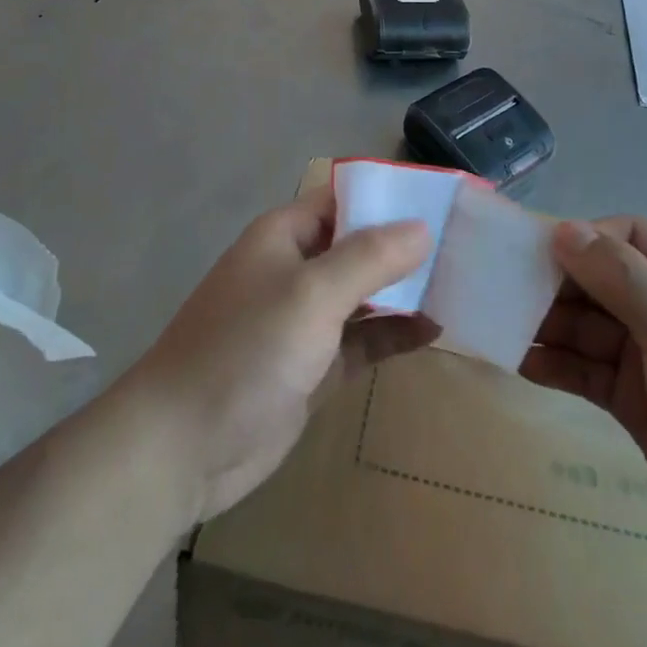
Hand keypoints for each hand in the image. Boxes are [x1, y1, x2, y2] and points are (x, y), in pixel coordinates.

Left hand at [126, 181, 435, 522]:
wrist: (180, 449)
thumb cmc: (246, 350)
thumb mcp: (312, 294)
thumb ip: (370, 257)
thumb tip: (422, 226)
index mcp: (287, 234)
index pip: (347, 198)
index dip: (391, 197)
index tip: (444, 201)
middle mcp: (297, 268)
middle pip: (361, 245)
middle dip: (407, 246)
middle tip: (466, 246)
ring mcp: (305, 320)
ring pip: (366, 294)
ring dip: (407, 291)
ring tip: (462, 284)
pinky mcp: (313, 366)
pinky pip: (363, 339)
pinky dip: (395, 334)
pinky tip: (436, 331)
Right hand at [521, 218, 646, 567]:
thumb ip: (621, 277)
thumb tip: (564, 229)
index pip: (629, 234)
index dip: (582, 238)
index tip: (534, 252)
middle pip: (602, 278)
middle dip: (556, 284)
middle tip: (502, 290)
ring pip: (589, 324)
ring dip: (548, 324)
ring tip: (499, 324)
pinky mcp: (637, 396)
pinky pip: (588, 368)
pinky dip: (556, 364)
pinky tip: (519, 362)